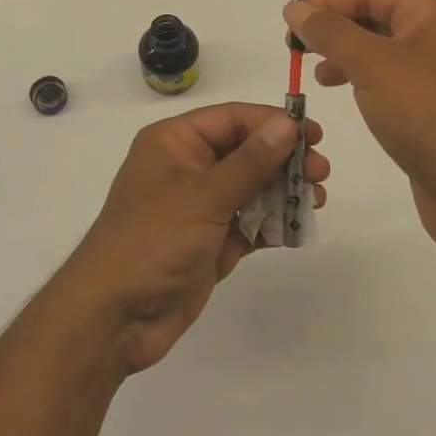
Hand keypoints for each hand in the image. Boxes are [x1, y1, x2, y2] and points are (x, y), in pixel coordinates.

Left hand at [60, 103, 330, 374]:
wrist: (114, 316)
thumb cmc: (153, 240)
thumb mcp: (204, 195)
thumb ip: (250, 161)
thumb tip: (287, 124)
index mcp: (174, 142)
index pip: (231, 119)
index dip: (272, 123)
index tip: (313, 134)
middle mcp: (186, 168)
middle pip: (244, 152)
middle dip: (283, 160)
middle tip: (321, 172)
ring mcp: (198, 207)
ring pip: (250, 188)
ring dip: (282, 191)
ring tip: (316, 199)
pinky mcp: (208, 242)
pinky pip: (248, 223)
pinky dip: (272, 223)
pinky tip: (298, 226)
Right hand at [285, 0, 435, 257]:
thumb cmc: (427, 113)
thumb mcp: (371, 64)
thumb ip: (329, 32)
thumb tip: (295, 8)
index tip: (292, 18)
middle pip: (377, 16)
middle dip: (335, 27)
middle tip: (295, 46)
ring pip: (381, 49)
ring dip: (345, 54)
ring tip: (316, 72)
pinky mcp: (433, 106)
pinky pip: (390, 78)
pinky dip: (361, 78)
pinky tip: (342, 91)